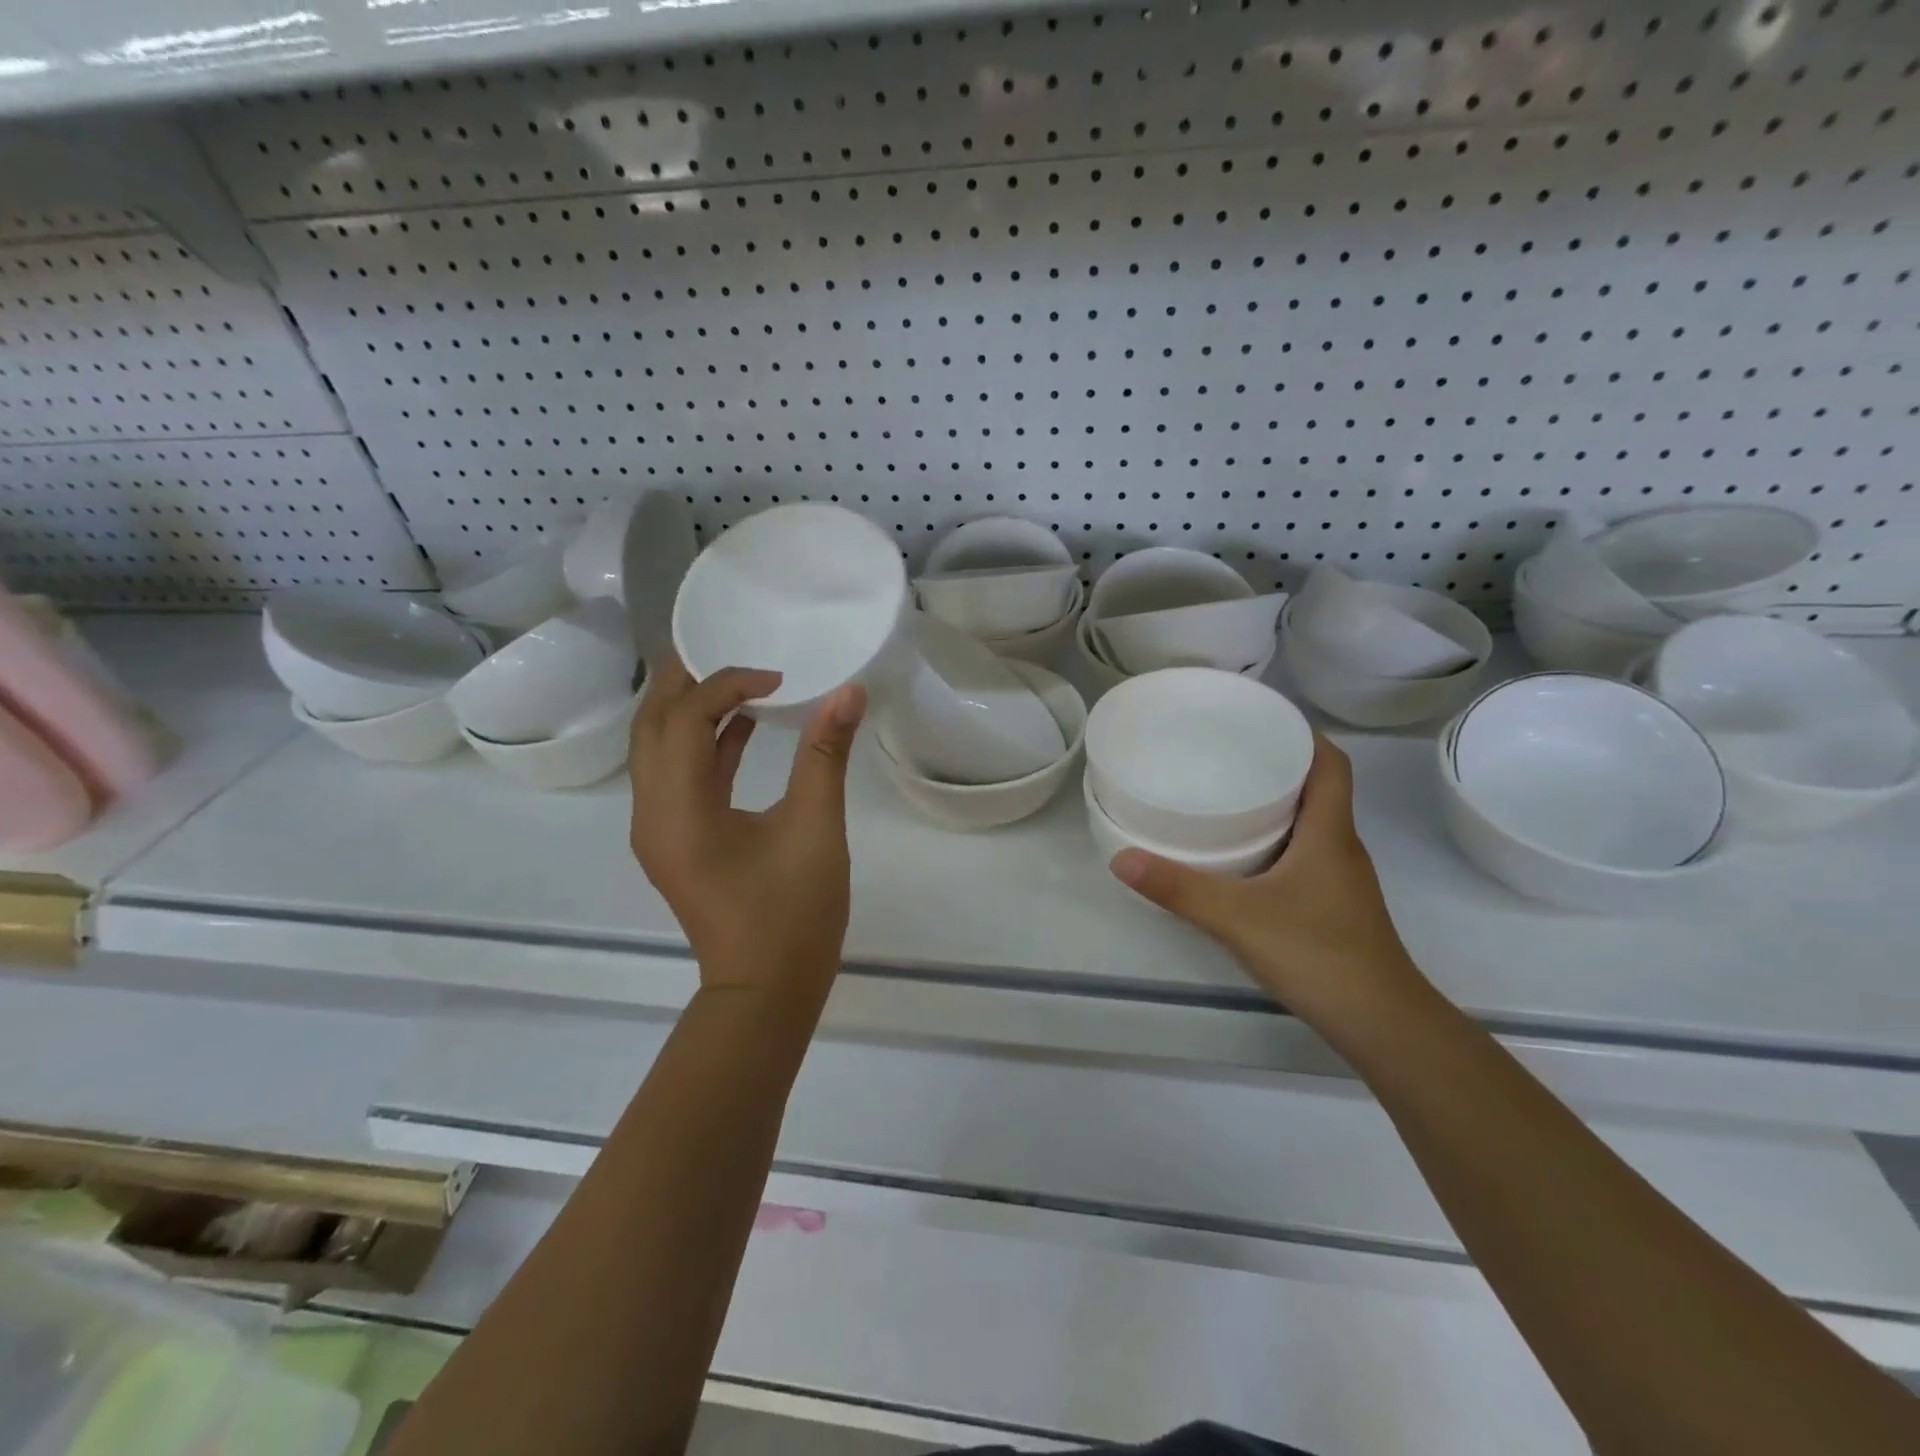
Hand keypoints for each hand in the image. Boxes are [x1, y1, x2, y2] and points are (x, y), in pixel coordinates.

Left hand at [629, 656, 866, 1004]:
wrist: (766, 990)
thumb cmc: (792, 913)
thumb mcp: (815, 829)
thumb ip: (826, 755)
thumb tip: (848, 693)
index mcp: (679, 809)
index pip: (686, 720)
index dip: (728, 685)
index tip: (779, 679)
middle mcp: (652, 813)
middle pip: (653, 726)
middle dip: (685, 681)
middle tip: (726, 645)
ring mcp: (660, 830)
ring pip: (659, 750)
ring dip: (691, 710)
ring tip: (736, 677)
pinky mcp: (677, 840)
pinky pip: (678, 776)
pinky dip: (704, 744)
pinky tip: (744, 726)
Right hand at [1109, 737, 1430, 1035]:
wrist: (1381, 1025)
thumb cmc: (1318, 954)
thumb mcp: (1237, 917)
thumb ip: (1178, 888)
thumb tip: (1120, 857)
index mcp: (1329, 833)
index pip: (1331, 764)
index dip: (1304, 735)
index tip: (1263, 719)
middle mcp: (1340, 848)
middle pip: (1318, 789)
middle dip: (1278, 764)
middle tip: (1227, 753)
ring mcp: (1340, 880)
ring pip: (1311, 824)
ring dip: (1277, 804)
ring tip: (1226, 795)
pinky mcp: (1332, 907)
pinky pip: (1305, 854)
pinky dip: (1277, 841)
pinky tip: (1242, 856)